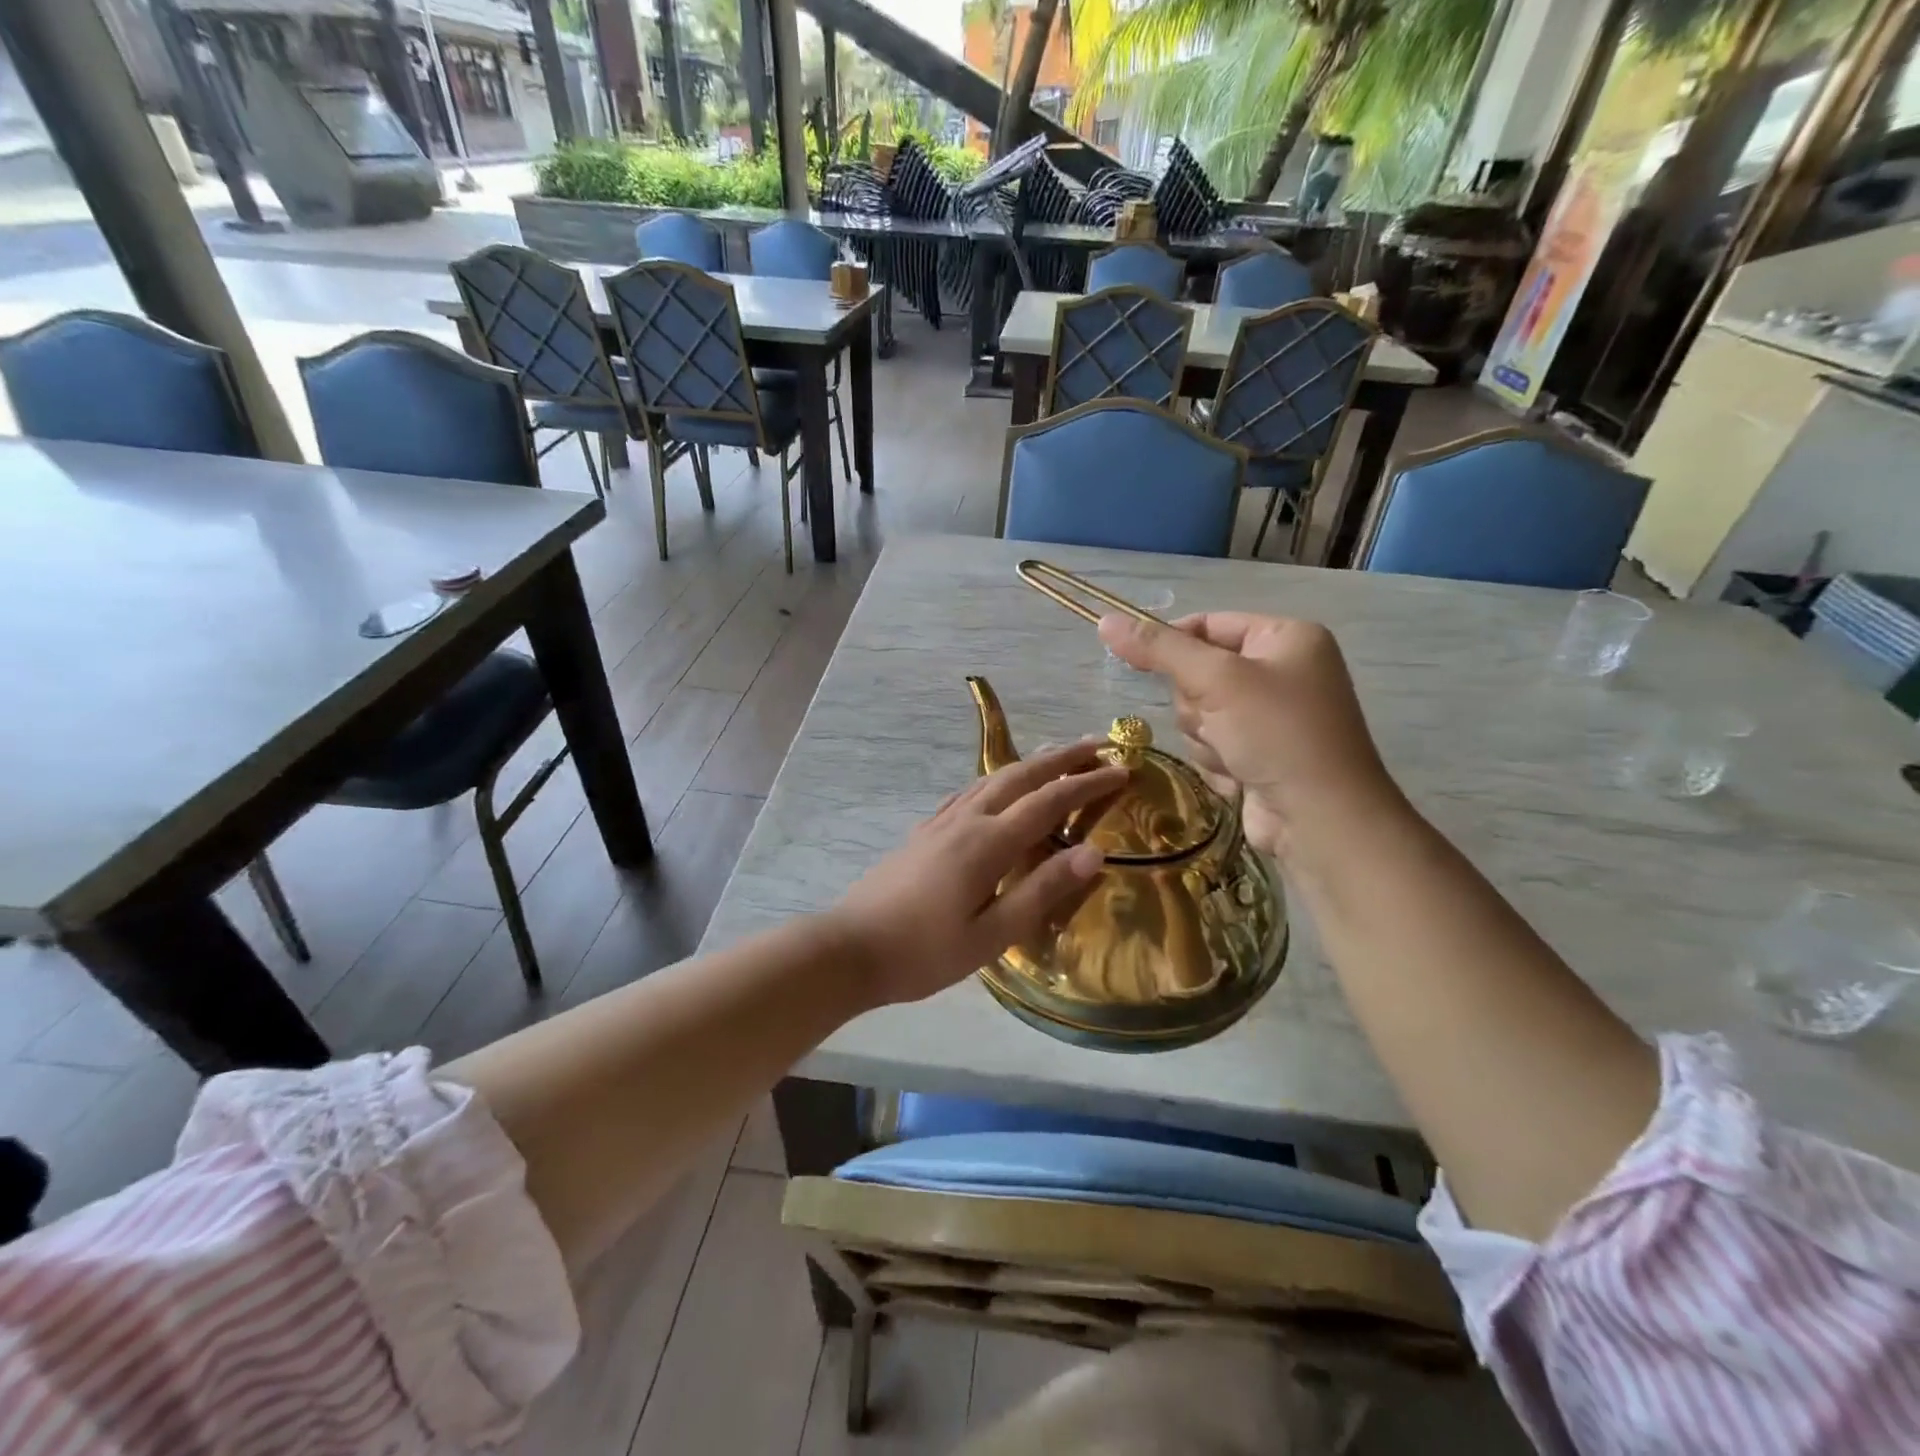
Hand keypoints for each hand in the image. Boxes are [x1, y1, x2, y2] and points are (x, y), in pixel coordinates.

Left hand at [827, 742, 1126, 1006]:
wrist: (851, 948)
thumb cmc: (925, 951)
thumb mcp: (992, 934)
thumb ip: (1043, 890)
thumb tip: (1095, 852)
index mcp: (989, 843)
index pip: (1050, 801)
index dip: (1088, 782)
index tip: (1122, 768)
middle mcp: (967, 820)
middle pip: (1021, 775)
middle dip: (1062, 757)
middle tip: (1098, 743)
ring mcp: (941, 822)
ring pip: (993, 778)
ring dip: (1030, 763)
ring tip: (1057, 754)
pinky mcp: (924, 832)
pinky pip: (969, 792)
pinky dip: (996, 779)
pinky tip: (996, 785)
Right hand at [1098, 612, 1397, 861]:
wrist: (1320, 819)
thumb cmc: (1277, 734)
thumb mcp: (1216, 680)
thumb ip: (1159, 649)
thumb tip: (1105, 620)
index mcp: (1286, 638)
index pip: (1209, 624)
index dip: (1172, 642)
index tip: (1138, 662)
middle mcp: (1282, 672)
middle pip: (1198, 673)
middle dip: (1198, 703)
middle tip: (1217, 719)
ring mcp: (1271, 717)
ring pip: (1199, 714)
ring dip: (1205, 737)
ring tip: (1234, 754)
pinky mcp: (1259, 755)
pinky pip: (1212, 745)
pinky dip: (1217, 761)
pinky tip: (1240, 776)